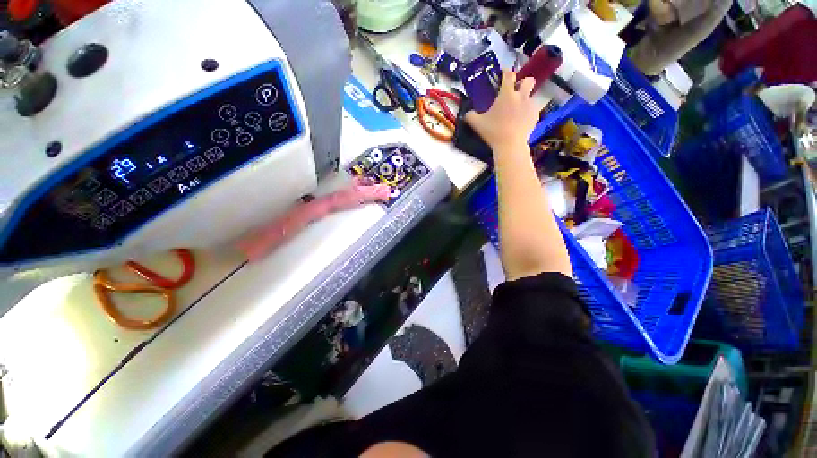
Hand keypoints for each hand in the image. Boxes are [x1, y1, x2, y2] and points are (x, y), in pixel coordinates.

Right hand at [465, 70, 538, 151]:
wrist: (510, 145)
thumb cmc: (493, 132)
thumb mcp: (477, 124)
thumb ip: (470, 116)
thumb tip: (468, 113)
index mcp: (506, 94)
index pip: (509, 74)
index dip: (505, 72)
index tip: (502, 75)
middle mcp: (521, 96)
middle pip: (528, 80)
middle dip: (523, 82)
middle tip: (515, 92)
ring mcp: (530, 106)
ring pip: (531, 96)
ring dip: (524, 100)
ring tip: (516, 112)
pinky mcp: (535, 116)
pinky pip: (532, 110)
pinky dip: (526, 113)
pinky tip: (520, 121)